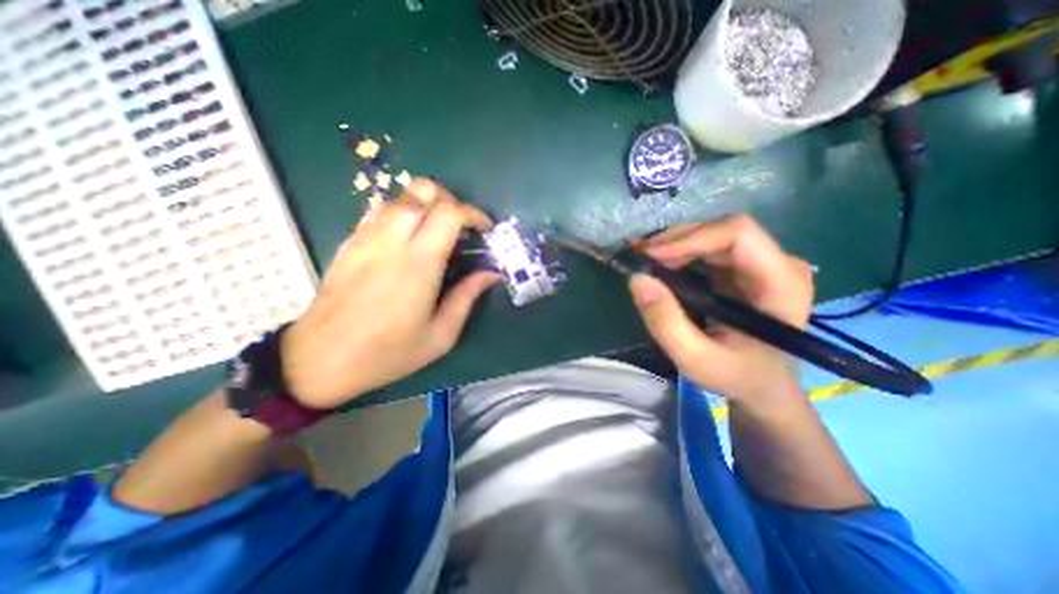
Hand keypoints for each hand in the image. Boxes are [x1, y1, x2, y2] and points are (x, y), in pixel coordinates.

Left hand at [278, 178, 498, 408]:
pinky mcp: (350, 242)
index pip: (449, 213)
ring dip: (427, 204)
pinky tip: (410, 239)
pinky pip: (382, 210)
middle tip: (462, 227)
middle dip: (451, 200)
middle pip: (423, 190)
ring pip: (401, 196)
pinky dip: (405, 213)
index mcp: (418, 264)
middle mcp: (391, 241)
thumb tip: (491, 273)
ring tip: (439, 231)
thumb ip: (467, 298)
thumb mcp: (440, 336)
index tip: (485, 230)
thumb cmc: (386, 354)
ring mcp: (366, 237)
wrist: (319, 360)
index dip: (473, 214)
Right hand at [623, 217, 811, 404]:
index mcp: (780, 283)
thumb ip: (666, 322)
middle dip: (674, 241)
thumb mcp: (695, 359)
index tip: (651, 257)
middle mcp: (777, 263)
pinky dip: (677, 252)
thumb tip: (637, 279)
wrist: (761, 385)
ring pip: (711, 235)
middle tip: (638, 257)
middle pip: (721, 230)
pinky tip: (657, 263)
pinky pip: (707, 248)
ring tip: (642, 260)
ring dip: (672, 245)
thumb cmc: (736, 376)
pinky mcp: (742, 268)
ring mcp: (760, 263)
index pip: (738, 234)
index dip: (690, 238)